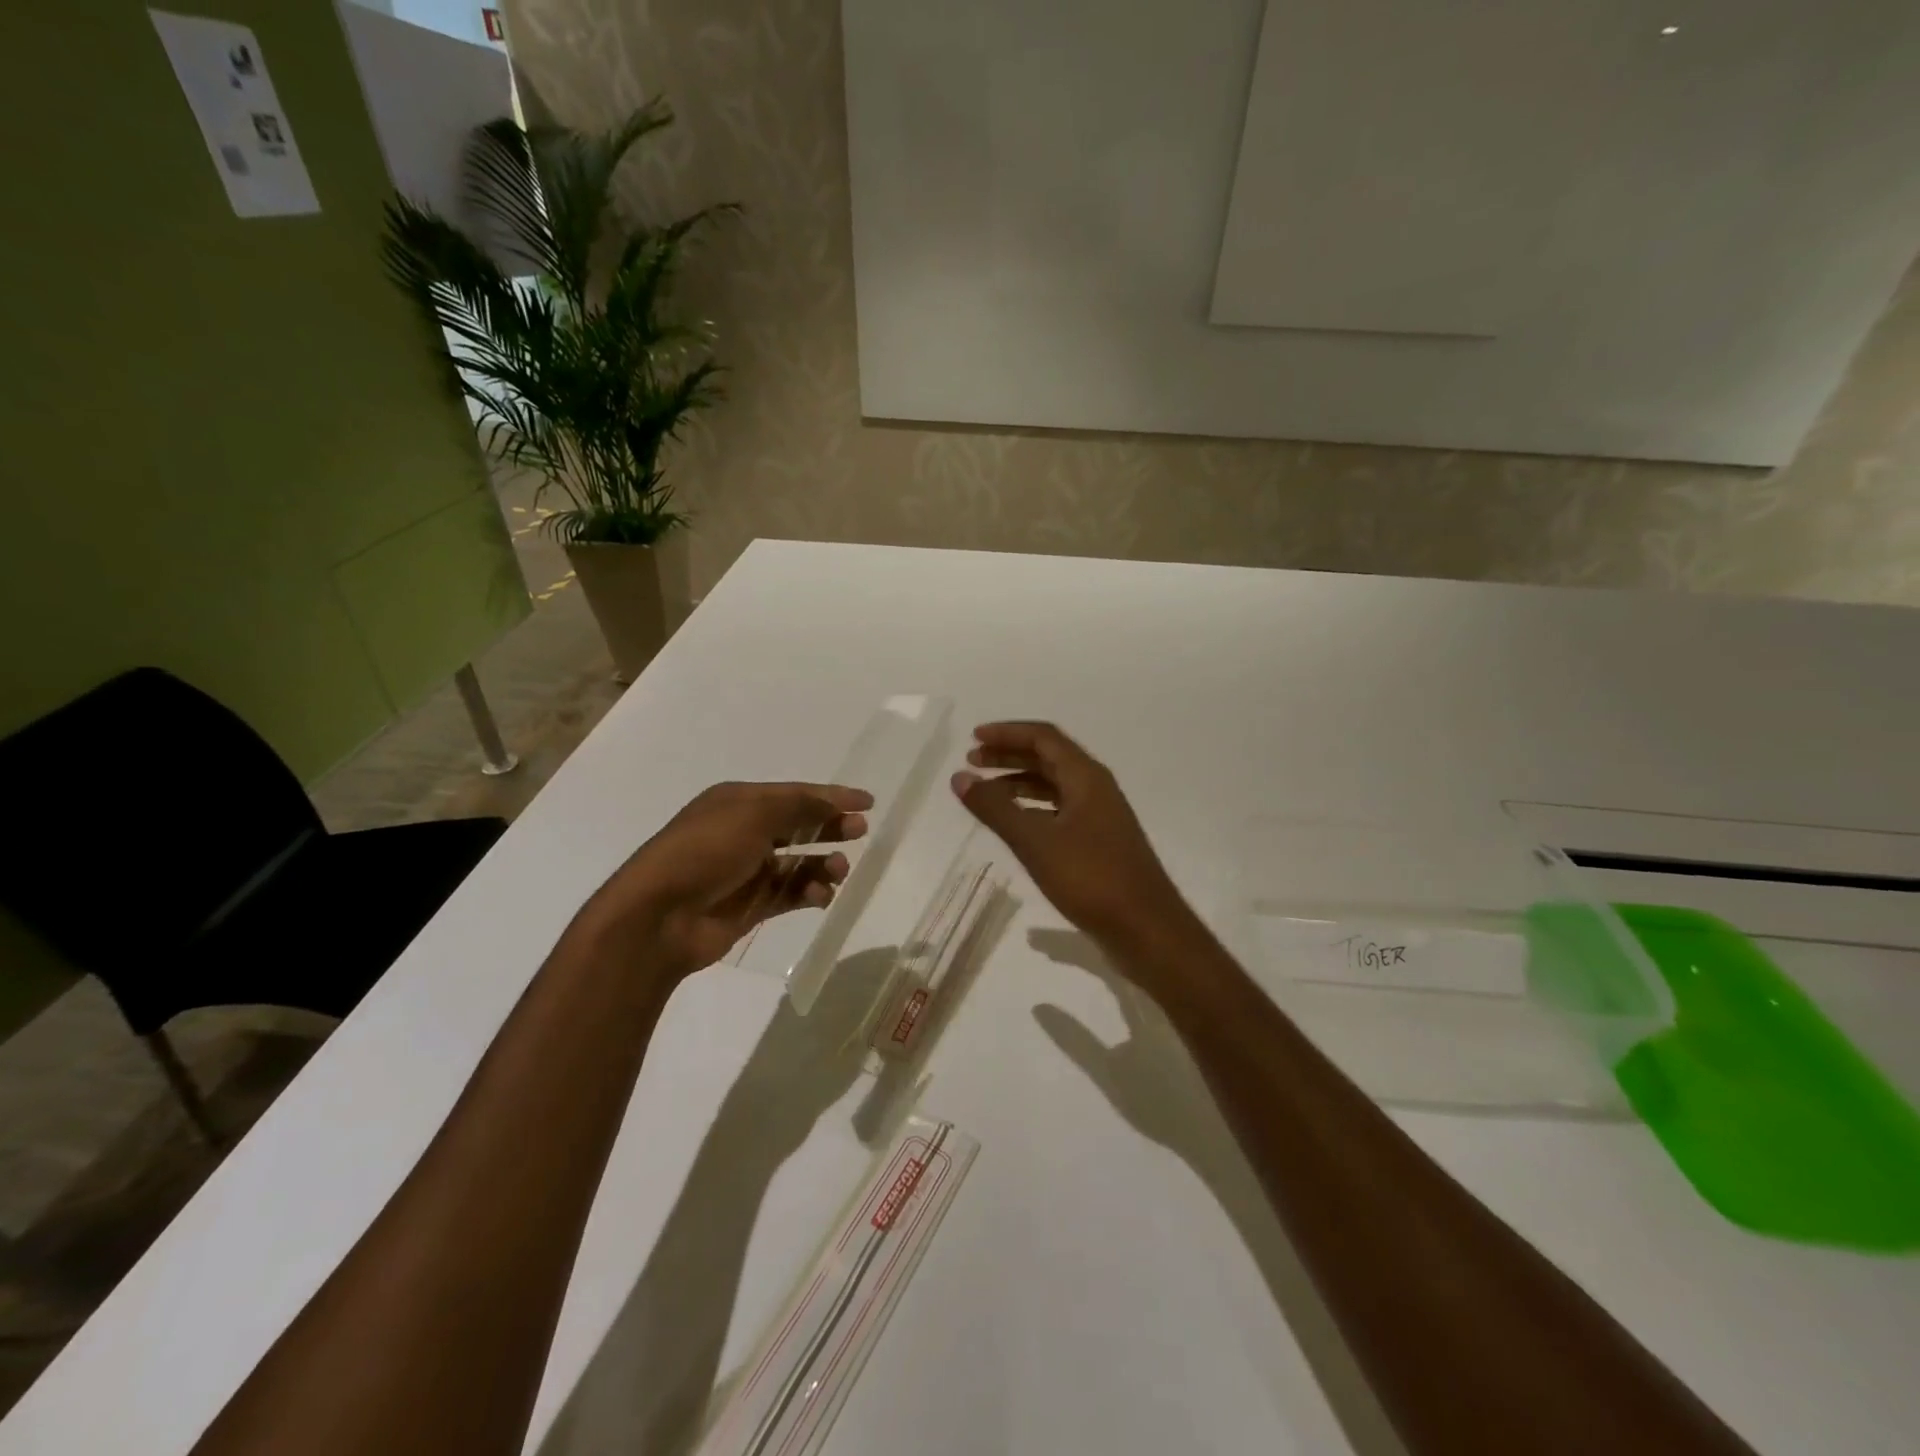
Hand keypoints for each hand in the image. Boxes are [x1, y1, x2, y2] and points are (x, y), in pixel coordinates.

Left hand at [579, 781, 871, 979]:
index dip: (831, 795)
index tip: (868, 802)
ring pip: (798, 862)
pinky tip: (821, 896)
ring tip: (840, 871)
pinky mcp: (751, 906)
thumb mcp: (753, 815)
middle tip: (860, 832)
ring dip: (823, 864)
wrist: (659, 917)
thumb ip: (800, 806)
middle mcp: (743, 833)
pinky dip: (809, 893)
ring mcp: (747, 871)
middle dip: (830, 827)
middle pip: (798, 825)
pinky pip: (790, 894)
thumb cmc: (705, 852)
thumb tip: (835, 803)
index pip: (795, 794)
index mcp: (738, 802)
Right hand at [951, 722, 1190, 949]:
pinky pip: (1059, 810)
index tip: (973, 738)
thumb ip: (996, 808)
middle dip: (1009, 755)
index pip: (1043, 737)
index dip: (1007, 733)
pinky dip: (1032, 808)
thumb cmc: (1091, 878)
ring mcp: (1099, 816)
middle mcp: (1095, 788)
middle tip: (972, 761)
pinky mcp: (1098, 842)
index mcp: (1086, 777)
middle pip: (1048, 758)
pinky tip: (1014, 824)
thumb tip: (960, 777)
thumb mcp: (1036, 842)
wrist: (1146, 929)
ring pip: (1054, 785)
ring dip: (1018, 782)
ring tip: (985, 792)